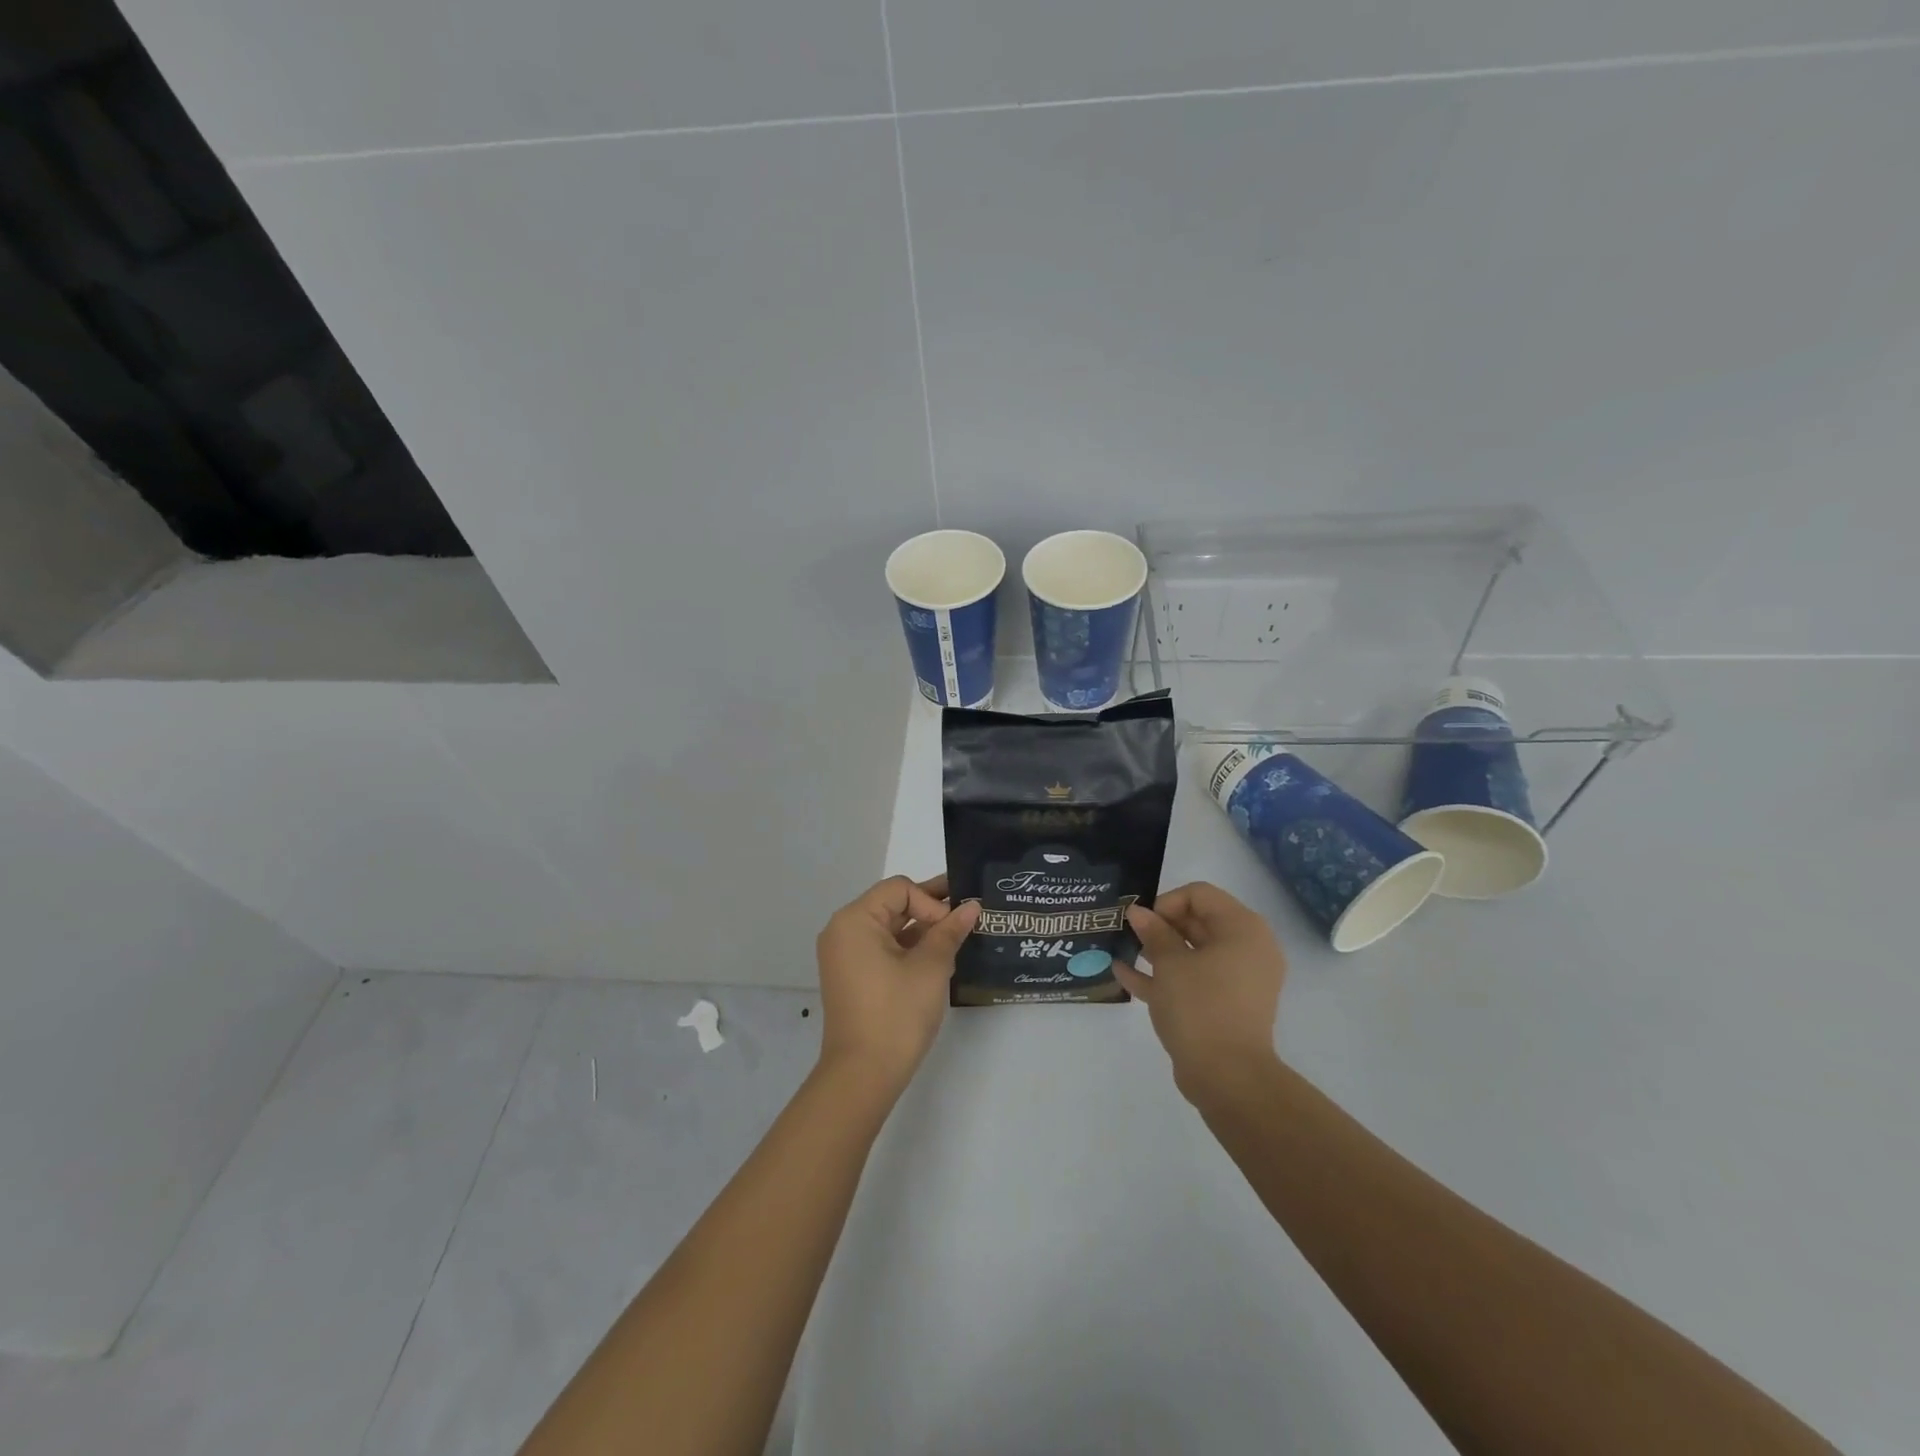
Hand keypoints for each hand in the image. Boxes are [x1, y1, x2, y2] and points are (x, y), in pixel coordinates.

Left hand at [814, 875, 978, 1093]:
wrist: (863, 1075)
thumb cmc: (896, 1013)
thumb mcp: (930, 968)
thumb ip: (950, 931)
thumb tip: (971, 907)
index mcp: (854, 920)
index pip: (900, 889)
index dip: (931, 901)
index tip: (953, 927)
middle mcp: (843, 931)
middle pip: (893, 904)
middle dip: (930, 910)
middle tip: (969, 912)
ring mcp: (845, 955)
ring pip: (890, 928)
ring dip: (922, 930)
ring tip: (958, 937)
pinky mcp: (852, 976)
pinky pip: (882, 948)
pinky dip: (908, 948)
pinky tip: (938, 957)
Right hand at [1113, 881, 1287, 1098]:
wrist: (1228, 1078)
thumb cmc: (1201, 1007)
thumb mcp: (1170, 964)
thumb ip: (1154, 933)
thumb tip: (1138, 912)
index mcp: (1242, 929)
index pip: (1199, 895)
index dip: (1166, 902)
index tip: (1141, 923)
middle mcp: (1246, 949)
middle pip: (1197, 921)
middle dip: (1159, 926)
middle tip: (1127, 934)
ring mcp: (1237, 980)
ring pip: (1193, 952)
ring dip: (1158, 950)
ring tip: (1123, 951)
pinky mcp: (1225, 1005)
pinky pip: (1194, 979)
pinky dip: (1165, 976)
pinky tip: (1126, 975)